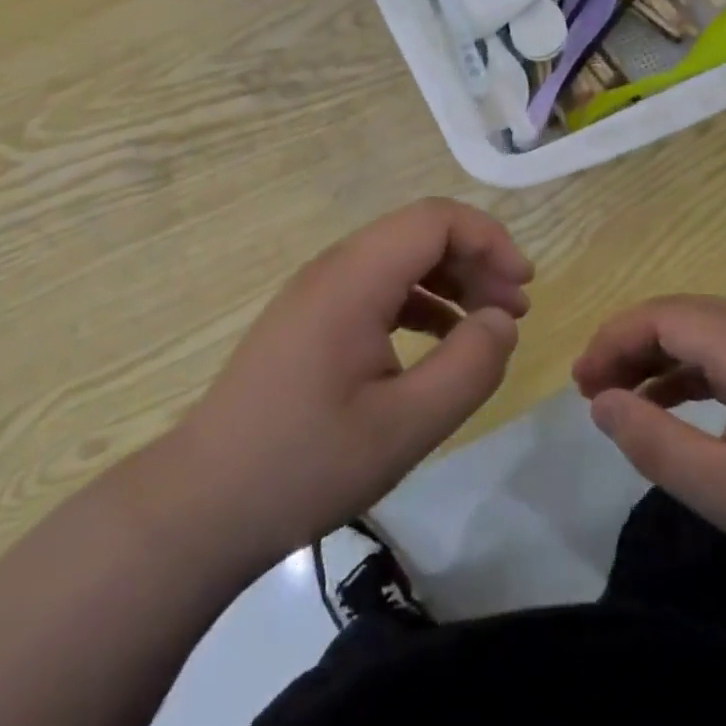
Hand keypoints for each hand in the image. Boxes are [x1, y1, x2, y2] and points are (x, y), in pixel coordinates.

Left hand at [178, 199, 532, 567]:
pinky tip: (439, 342)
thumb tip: (503, 320)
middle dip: (476, 260)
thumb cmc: (305, 465)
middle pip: (419, 232)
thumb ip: (468, 367)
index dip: (489, 240)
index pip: (435, 219)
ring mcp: (317, 293)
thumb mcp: (405, 426)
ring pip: (400, 258)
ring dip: (451, 280)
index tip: (523, 286)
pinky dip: (420, 301)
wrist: (202, 505)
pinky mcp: (310, 319)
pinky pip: (378, 287)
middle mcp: (334, 269)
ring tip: (486, 325)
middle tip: (513, 311)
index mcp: (354, 279)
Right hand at [573, 296, 725, 606]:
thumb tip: (599, 402)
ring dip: (657, 357)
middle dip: (630, 343)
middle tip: (591, 387)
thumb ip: (656, 443)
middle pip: (683, 316)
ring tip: (619, 394)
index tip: (580, 383)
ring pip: (705, 335)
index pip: (665, 316)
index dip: (614, 340)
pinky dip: (689, 374)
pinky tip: (670, 405)